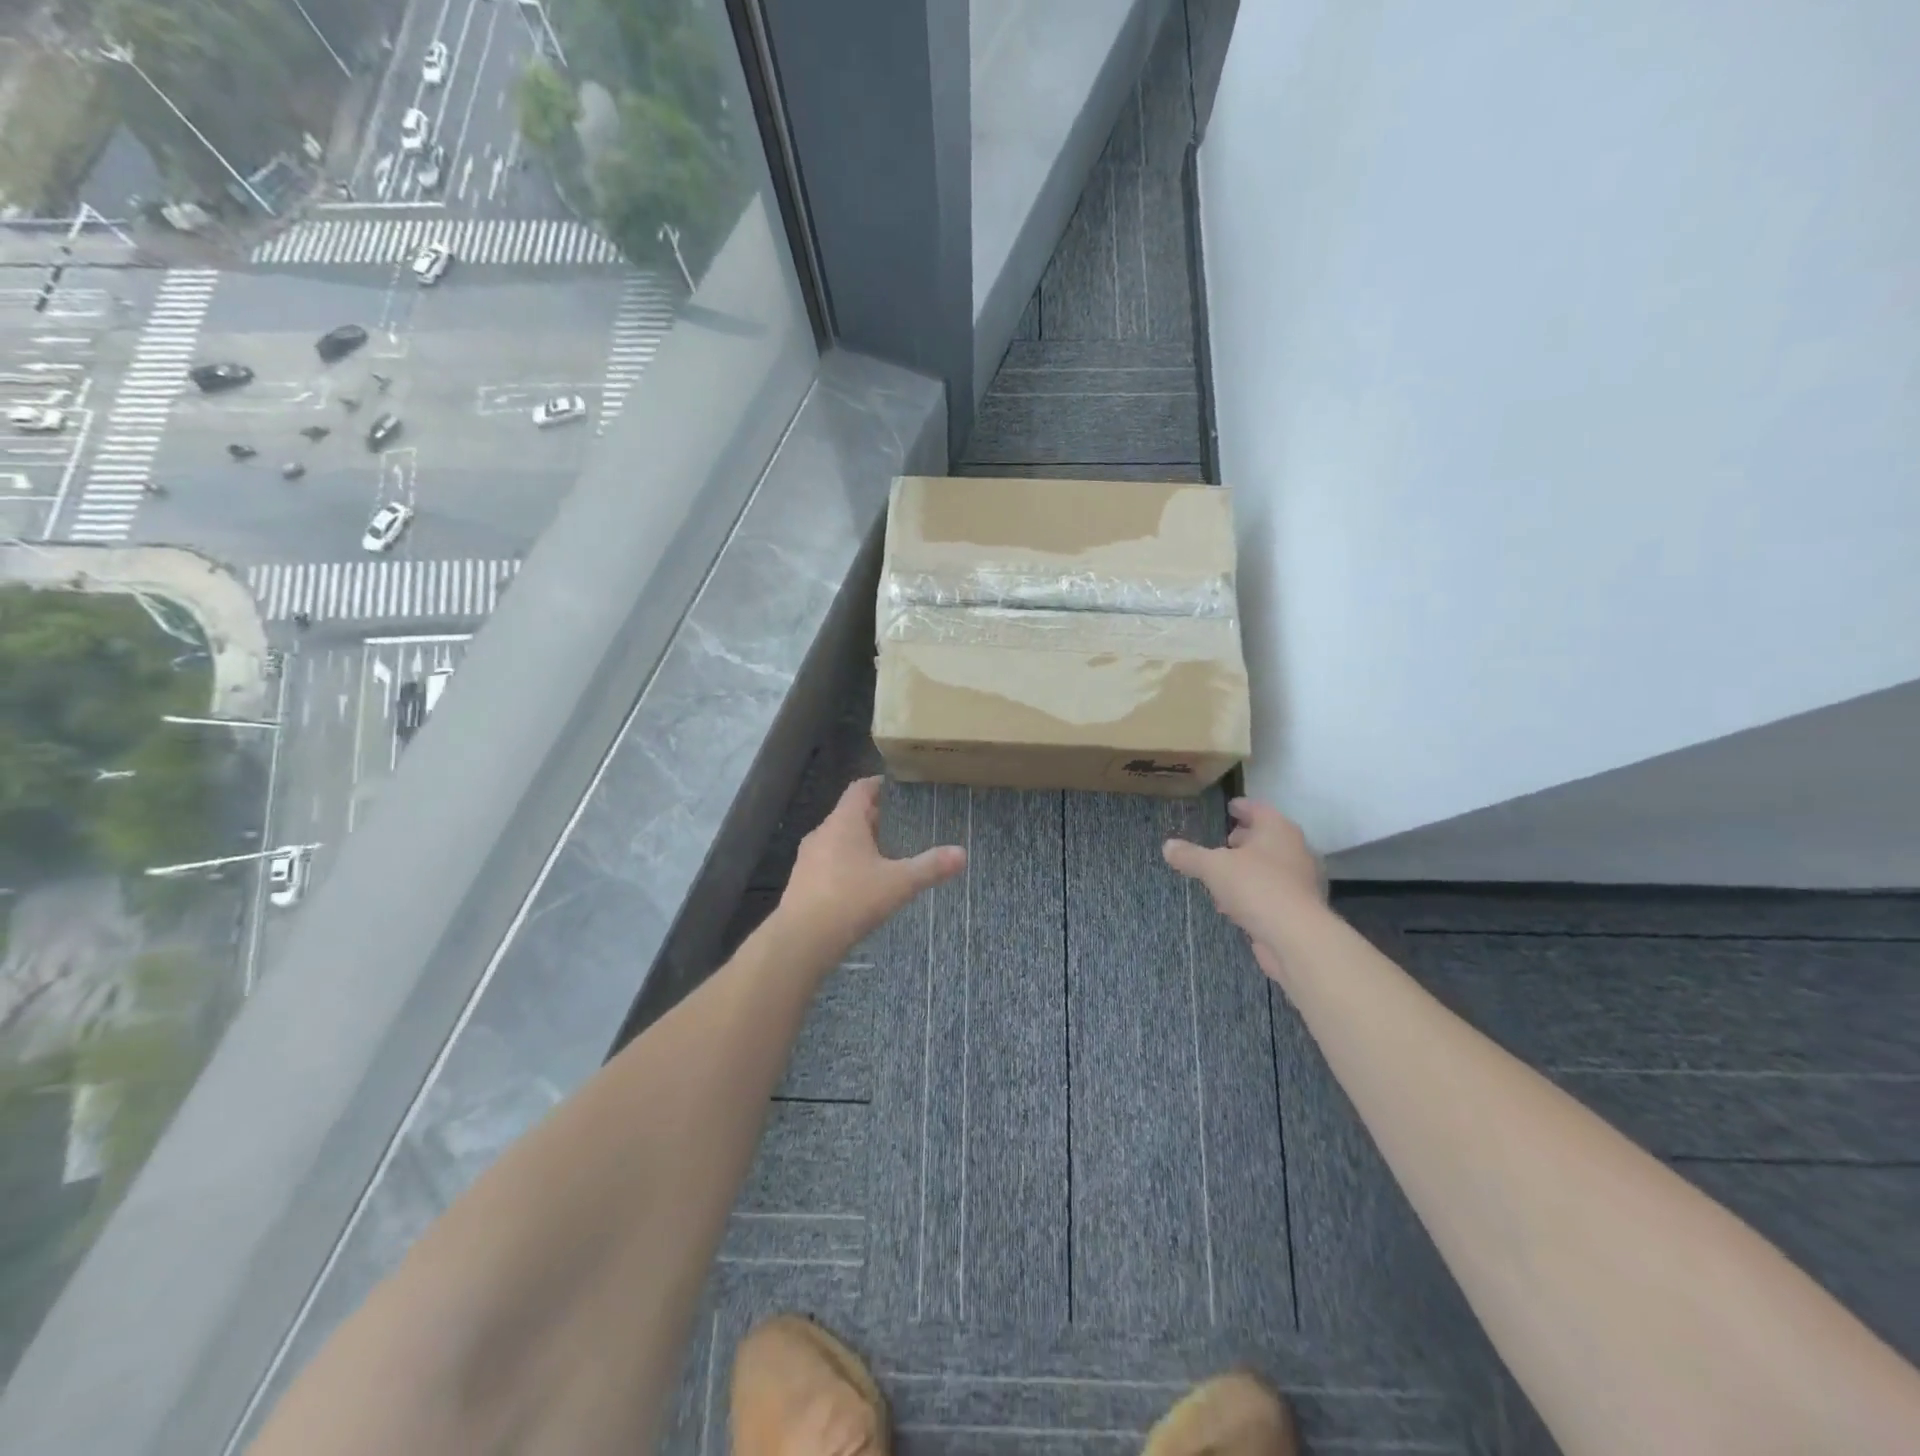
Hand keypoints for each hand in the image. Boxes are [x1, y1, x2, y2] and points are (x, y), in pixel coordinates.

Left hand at [781, 777, 965, 951]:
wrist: (802, 940)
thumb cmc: (852, 899)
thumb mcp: (899, 883)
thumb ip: (930, 867)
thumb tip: (962, 853)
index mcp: (844, 822)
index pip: (860, 788)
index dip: (878, 785)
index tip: (897, 788)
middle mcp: (822, 833)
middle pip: (849, 814)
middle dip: (874, 817)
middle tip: (901, 823)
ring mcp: (808, 858)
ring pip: (837, 839)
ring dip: (859, 842)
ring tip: (885, 854)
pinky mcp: (801, 882)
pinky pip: (827, 862)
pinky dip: (846, 864)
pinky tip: (862, 884)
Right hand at [1163, 798, 1325, 952]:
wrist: (1295, 936)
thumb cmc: (1255, 886)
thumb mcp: (1213, 867)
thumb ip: (1190, 855)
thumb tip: (1167, 846)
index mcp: (1278, 829)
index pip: (1258, 809)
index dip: (1241, 807)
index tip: (1229, 807)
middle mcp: (1295, 849)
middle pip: (1267, 837)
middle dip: (1245, 839)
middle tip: (1224, 842)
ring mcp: (1301, 879)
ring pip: (1270, 866)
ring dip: (1248, 868)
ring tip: (1223, 875)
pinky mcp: (1300, 908)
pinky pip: (1272, 891)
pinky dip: (1254, 891)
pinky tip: (1234, 904)